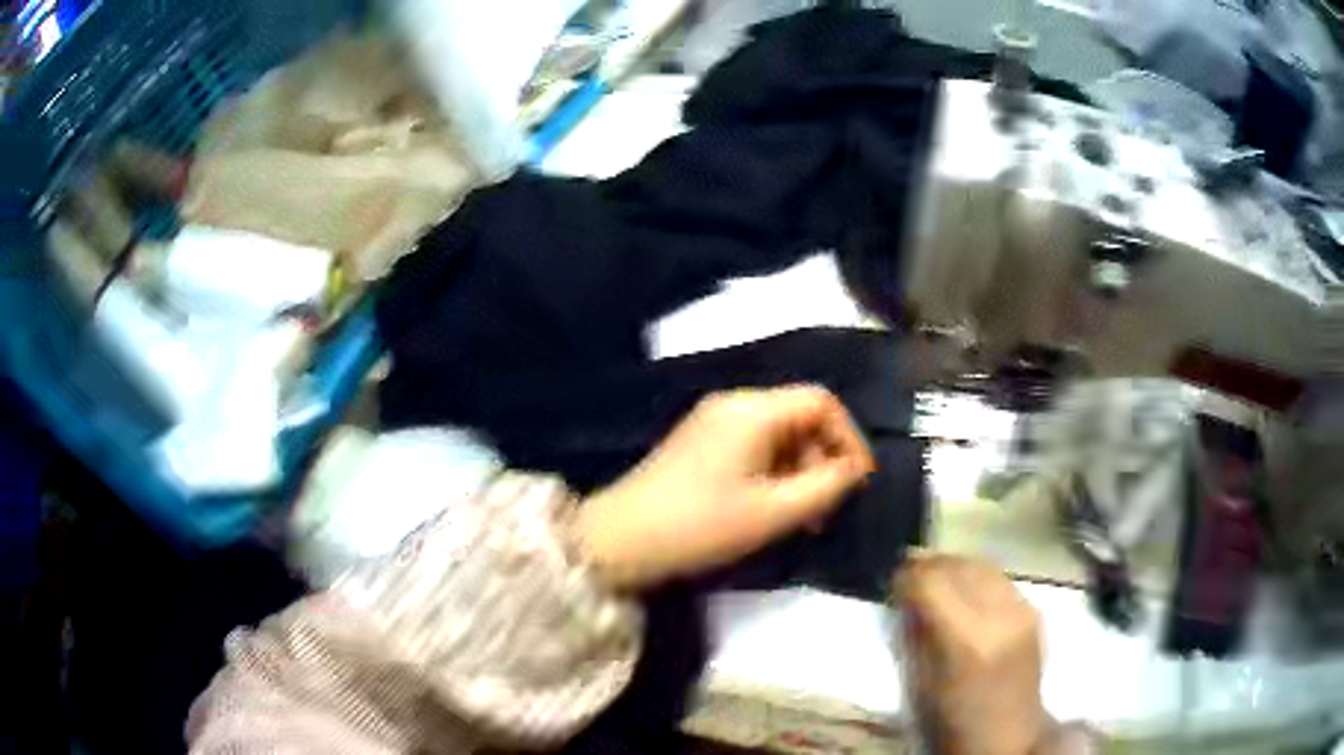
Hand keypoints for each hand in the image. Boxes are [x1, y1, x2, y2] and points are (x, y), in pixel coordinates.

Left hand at [573, 386, 874, 589]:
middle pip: (799, 416)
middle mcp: (734, 403)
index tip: (859, 481)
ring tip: (803, 517)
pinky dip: (774, 472)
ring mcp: (712, 421)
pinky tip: (773, 508)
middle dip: (823, 459)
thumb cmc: (702, 524)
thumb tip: (854, 470)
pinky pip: (753, 446)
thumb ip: (826, 487)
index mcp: (753, 410)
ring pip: (778, 434)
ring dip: (799, 470)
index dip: (849, 438)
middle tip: (828, 508)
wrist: (621, 540)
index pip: (821, 402)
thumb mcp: (774, 512)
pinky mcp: (700, 443)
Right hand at [894, 553, 1047, 754]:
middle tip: (909, 575)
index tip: (892, 581)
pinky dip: (976, 577)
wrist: (1007, 736)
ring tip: (936, 579)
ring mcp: (1023, 609)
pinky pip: (999, 578)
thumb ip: (913, 633)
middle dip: (930, 566)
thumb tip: (903, 592)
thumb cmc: (950, 721)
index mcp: (967, 641)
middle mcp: (1000, 615)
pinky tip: (965, 591)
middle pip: (959, 565)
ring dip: (954, 567)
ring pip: (981, 564)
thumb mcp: (918, 683)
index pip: (932, 581)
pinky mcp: (1034, 609)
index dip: (907, 575)